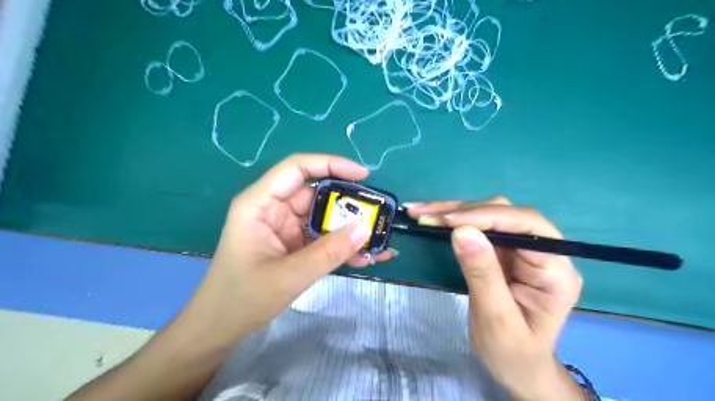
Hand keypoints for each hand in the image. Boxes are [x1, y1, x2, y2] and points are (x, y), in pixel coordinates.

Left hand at [176, 153, 392, 347]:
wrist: (220, 329)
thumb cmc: (242, 298)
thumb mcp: (289, 275)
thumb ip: (328, 252)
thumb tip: (365, 229)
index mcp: (260, 204)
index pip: (297, 168)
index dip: (331, 164)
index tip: (363, 175)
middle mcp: (273, 209)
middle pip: (316, 193)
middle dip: (348, 204)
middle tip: (377, 214)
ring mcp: (284, 228)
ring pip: (323, 217)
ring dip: (349, 229)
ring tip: (378, 241)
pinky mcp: (293, 245)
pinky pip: (322, 238)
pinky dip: (341, 246)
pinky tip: (364, 258)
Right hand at [408, 197, 585, 399]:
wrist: (516, 366)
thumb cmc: (512, 351)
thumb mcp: (496, 319)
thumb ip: (482, 274)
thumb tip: (462, 231)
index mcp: (556, 270)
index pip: (527, 226)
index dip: (487, 216)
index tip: (448, 222)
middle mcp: (543, 251)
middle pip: (505, 214)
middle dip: (463, 211)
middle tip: (425, 216)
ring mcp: (521, 248)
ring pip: (487, 214)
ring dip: (452, 212)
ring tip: (420, 212)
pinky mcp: (503, 250)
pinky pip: (477, 227)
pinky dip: (451, 221)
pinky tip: (431, 217)